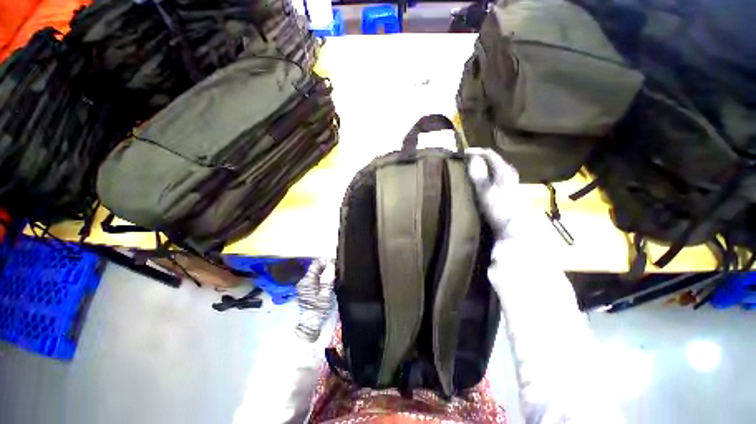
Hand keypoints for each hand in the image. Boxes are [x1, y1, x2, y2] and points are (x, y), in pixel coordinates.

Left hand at [295, 258, 334, 341]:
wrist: (308, 327)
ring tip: (334, 276)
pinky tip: (328, 283)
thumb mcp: (326, 295)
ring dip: (324, 272)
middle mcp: (303, 281)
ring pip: (315, 274)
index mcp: (307, 281)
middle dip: (326, 266)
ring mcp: (303, 286)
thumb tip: (331, 265)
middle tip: (337, 269)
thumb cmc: (317, 311)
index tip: (335, 262)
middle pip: (315, 268)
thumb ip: (328, 279)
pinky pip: (314, 280)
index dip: (326, 260)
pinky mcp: (305, 291)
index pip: (316, 263)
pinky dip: (321, 279)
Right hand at [466, 147, 519, 238]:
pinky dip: (483, 173)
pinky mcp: (506, 187)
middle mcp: (508, 171)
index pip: (489, 153)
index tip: (462, 153)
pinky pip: (493, 174)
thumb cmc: (497, 208)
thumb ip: (478, 174)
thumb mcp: (484, 191)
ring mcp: (509, 180)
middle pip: (491, 159)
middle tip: (463, 160)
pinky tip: (477, 179)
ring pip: (492, 166)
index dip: (475, 151)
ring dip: (480, 165)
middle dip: (477, 157)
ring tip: (467, 168)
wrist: (510, 226)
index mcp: (504, 170)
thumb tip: (472, 158)